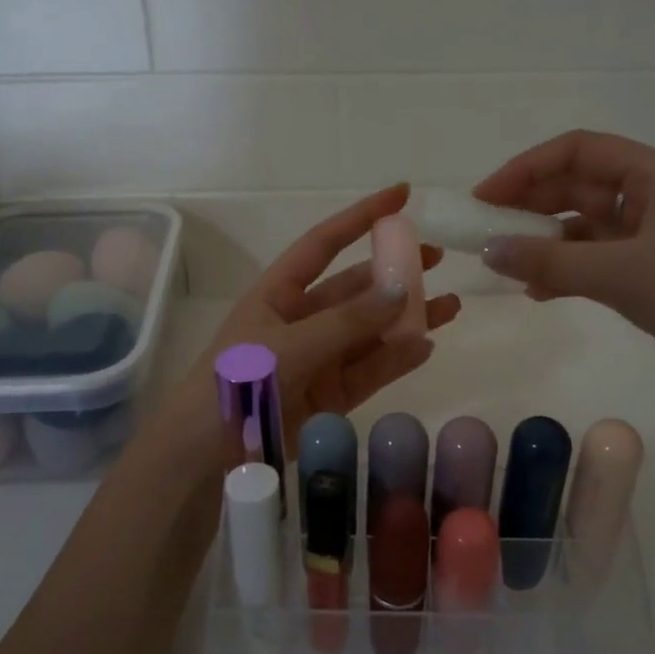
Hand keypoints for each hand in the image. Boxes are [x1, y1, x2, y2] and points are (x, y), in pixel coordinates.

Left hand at [166, 185, 460, 445]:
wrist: (204, 457)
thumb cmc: (237, 385)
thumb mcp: (290, 346)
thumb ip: (347, 321)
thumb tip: (401, 289)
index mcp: (278, 294)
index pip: (325, 244)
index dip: (361, 217)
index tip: (402, 195)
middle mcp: (300, 320)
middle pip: (355, 287)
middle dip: (394, 272)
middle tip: (437, 258)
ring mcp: (317, 358)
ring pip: (370, 330)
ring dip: (406, 317)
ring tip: (450, 306)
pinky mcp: (330, 395)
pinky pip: (370, 370)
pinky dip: (397, 358)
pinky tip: (426, 345)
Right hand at [473, 131, 654, 418]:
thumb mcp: (623, 273)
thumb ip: (550, 263)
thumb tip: (487, 251)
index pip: (579, 151)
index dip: (527, 168)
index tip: (485, 197)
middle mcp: (654, 199)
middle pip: (579, 187)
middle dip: (530, 205)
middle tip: (484, 231)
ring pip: (585, 229)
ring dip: (545, 243)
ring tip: (504, 264)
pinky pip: (597, 265)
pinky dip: (566, 274)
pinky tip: (537, 292)